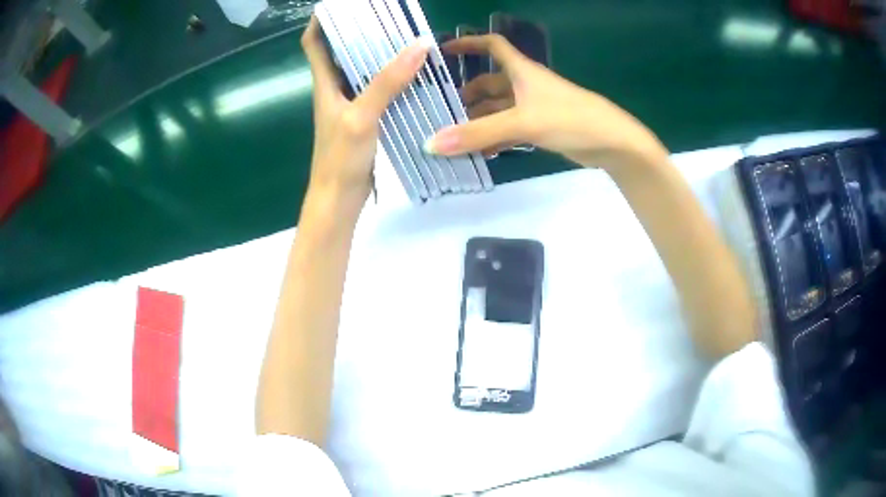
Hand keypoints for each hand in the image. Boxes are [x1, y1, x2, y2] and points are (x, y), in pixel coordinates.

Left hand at [301, 17, 428, 206]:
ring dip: (377, 53)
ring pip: (360, 70)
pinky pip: (376, 89)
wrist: (339, 199)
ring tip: (404, 36)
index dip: (321, 21)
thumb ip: (387, 82)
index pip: (313, 43)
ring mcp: (349, 104)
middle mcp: (334, 89)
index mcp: (324, 84)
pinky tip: (411, 73)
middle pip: (340, 51)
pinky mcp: (364, 119)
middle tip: (386, 16)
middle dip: (358, 30)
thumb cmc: (340, 159)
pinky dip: (390, 77)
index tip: (342, 6)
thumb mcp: (362, 117)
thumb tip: (419, 45)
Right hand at [426, 34, 667, 168]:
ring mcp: (534, 108)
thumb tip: (431, 144)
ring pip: (497, 109)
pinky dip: (494, 138)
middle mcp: (525, 85)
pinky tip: (480, 153)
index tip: (444, 50)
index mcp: (522, 71)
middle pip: (489, 83)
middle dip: (466, 94)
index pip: (493, 46)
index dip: (470, 43)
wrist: (612, 143)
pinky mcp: (541, 128)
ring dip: (478, 121)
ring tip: (454, 138)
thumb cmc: (570, 119)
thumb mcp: (522, 123)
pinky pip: (509, 129)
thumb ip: (479, 134)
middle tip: (441, 111)